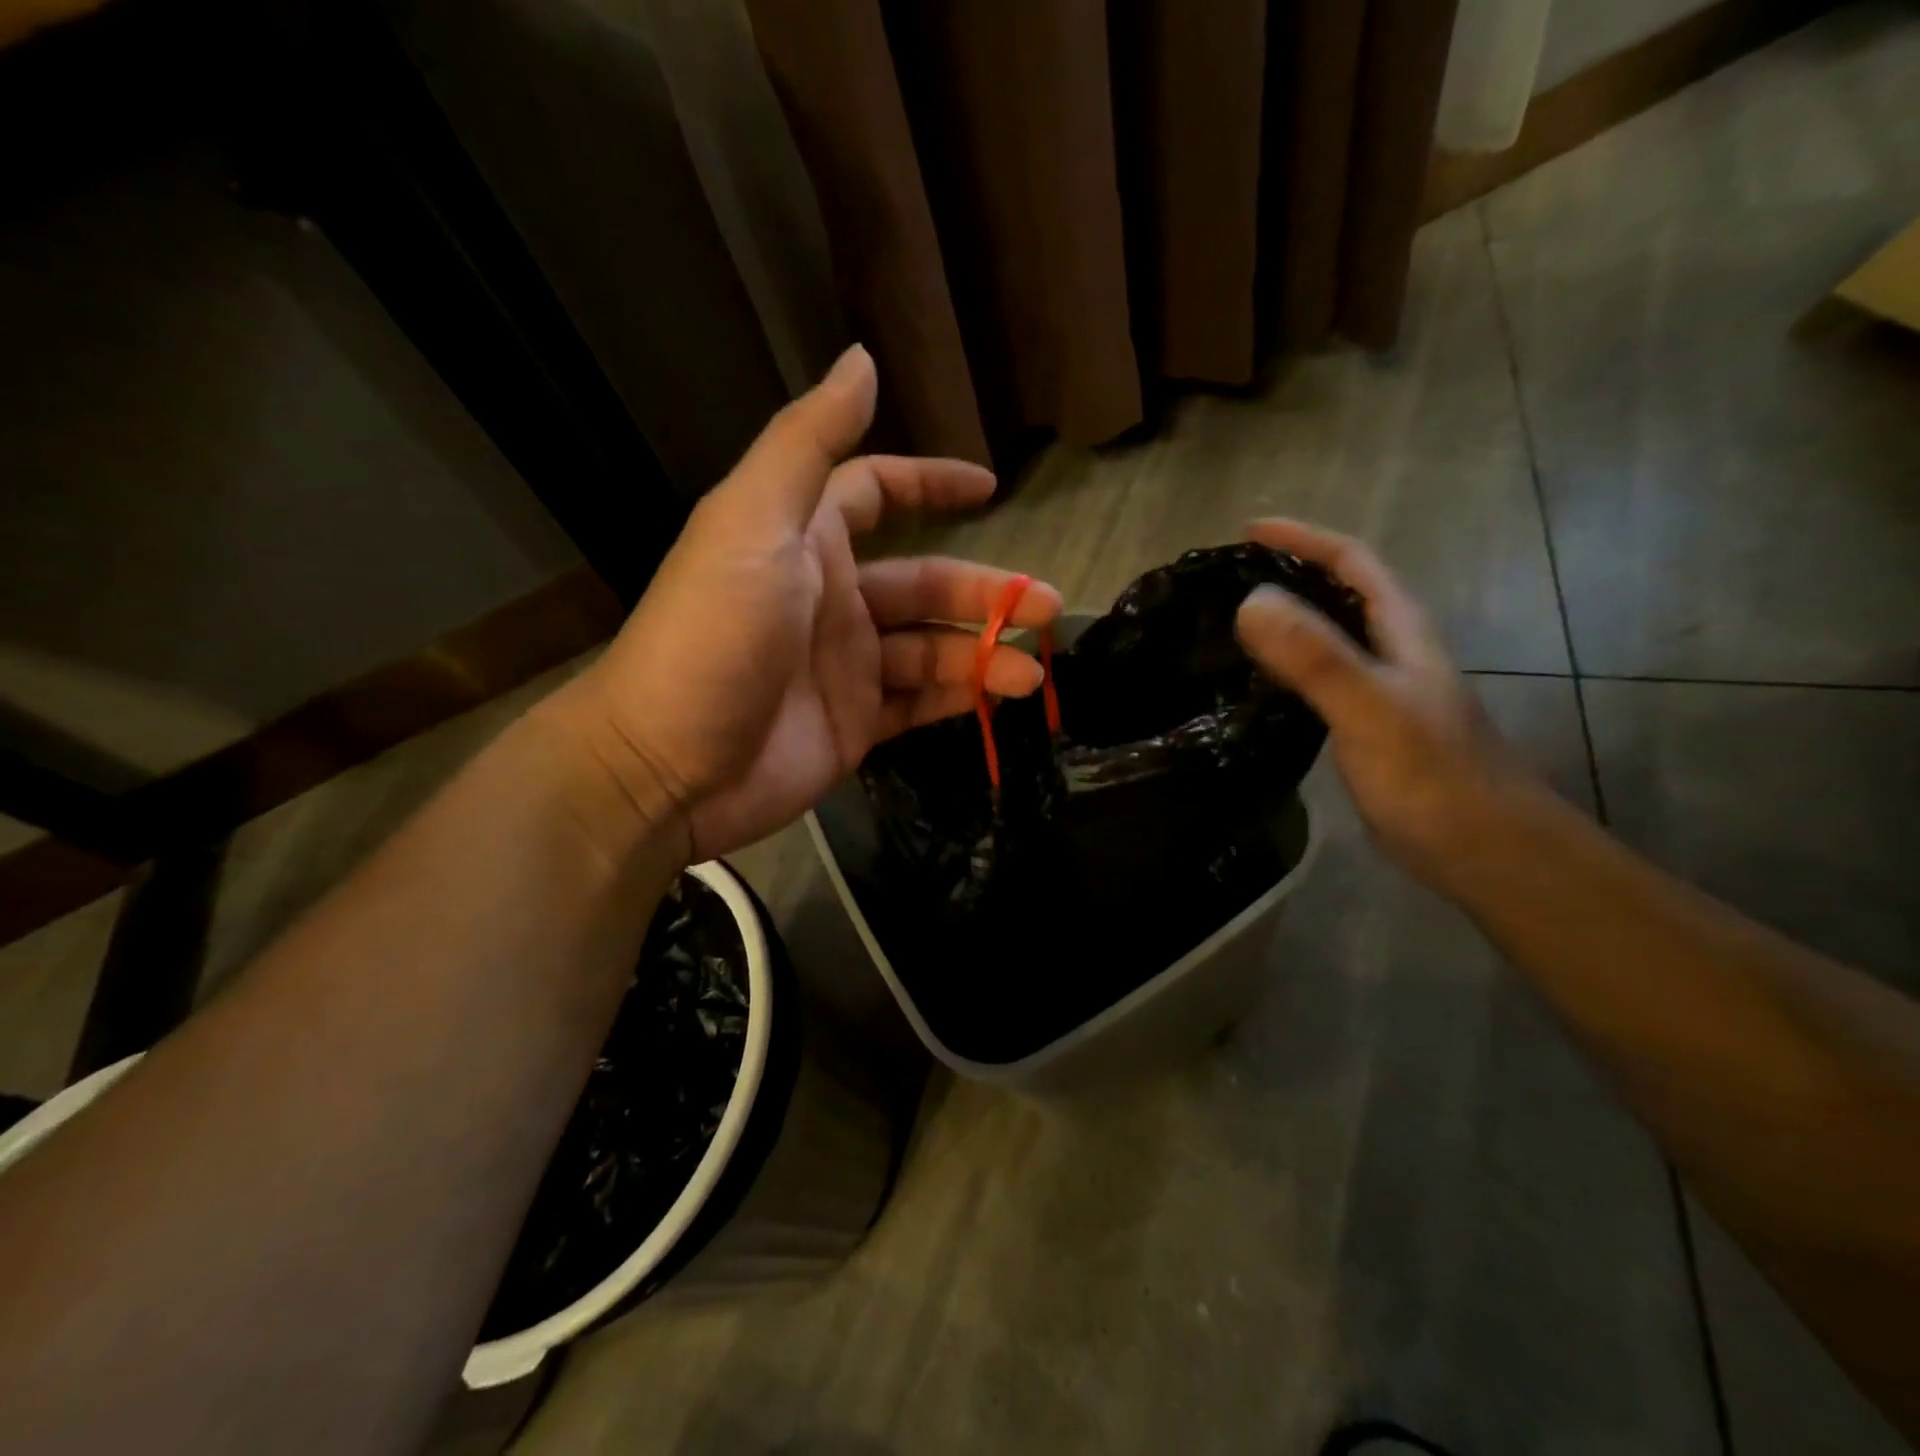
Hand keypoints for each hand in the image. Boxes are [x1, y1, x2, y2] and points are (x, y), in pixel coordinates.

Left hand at [546, 345, 1062, 860]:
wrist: (666, 765)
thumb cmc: (711, 635)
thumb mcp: (753, 524)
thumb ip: (809, 445)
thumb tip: (862, 360)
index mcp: (807, 540)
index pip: (876, 493)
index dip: (930, 484)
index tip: (989, 488)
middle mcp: (832, 598)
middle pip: (926, 584)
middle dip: (987, 593)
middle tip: (1050, 608)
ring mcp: (846, 666)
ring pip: (933, 649)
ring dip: (985, 653)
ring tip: (1032, 671)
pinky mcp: (855, 723)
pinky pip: (921, 702)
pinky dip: (962, 697)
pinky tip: (1000, 696)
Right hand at [1234, 519, 1538, 888]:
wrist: (1486, 852)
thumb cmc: (1434, 778)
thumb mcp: (1371, 709)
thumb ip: (1316, 656)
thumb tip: (1250, 600)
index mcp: (1401, 632)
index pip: (1353, 562)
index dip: (1304, 539)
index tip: (1248, 531)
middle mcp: (1393, 653)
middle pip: (1341, 594)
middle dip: (1289, 573)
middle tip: (1227, 578)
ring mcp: (1382, 693)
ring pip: (1329, 638)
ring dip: (1286, 621)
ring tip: (1229, 624)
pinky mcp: (1368, 730)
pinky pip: (1319, 681)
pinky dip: (1286, 669)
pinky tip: (1257, 687)